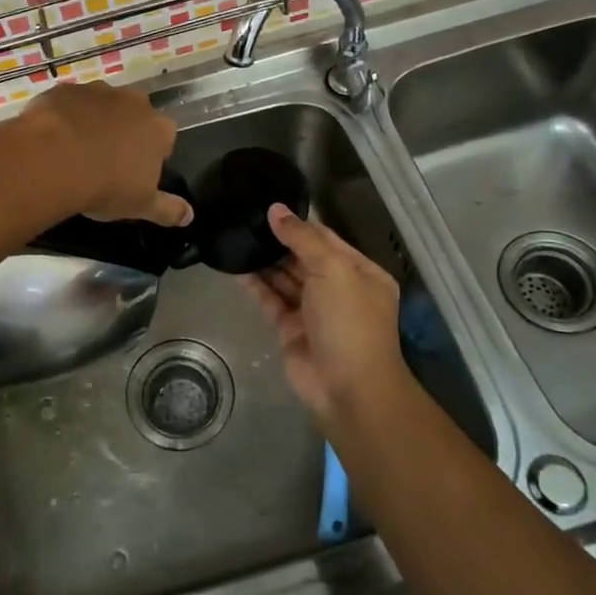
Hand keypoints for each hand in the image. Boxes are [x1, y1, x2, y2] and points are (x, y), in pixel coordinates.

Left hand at [18, 81, 191, 225]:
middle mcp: (134, 102)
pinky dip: (66, 116)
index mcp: (159, 128)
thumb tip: (190, 216)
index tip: (135, 173)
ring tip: (76, 150)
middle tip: (106, 161)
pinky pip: (70, 103)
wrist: (54, 160)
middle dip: (125, 133)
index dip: (151, 155)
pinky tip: (53, 138)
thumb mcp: (141, 205)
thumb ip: (168, 209)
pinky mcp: (66, 89)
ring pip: (102, 106)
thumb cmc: (106, 185)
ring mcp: (99, 91)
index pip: (165, 138)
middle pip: (135, 116)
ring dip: (95, 121)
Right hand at [245, 204, 410, 425]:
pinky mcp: (290, 329)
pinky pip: (271, 300)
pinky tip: (236, 267)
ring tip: (236, 237)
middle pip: (304, 257)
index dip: (299, 223)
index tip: (268, 205)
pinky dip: (256, 285)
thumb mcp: (333, 269)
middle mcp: (338, 289)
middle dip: (278, 241)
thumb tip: (275, 210)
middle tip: (245, 219)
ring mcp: (313, 311)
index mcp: (360, 272)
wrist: (348, 388)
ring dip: (264, 261)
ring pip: (285, 278)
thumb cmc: (349, 321)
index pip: (326, 238)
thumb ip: (302, 239)